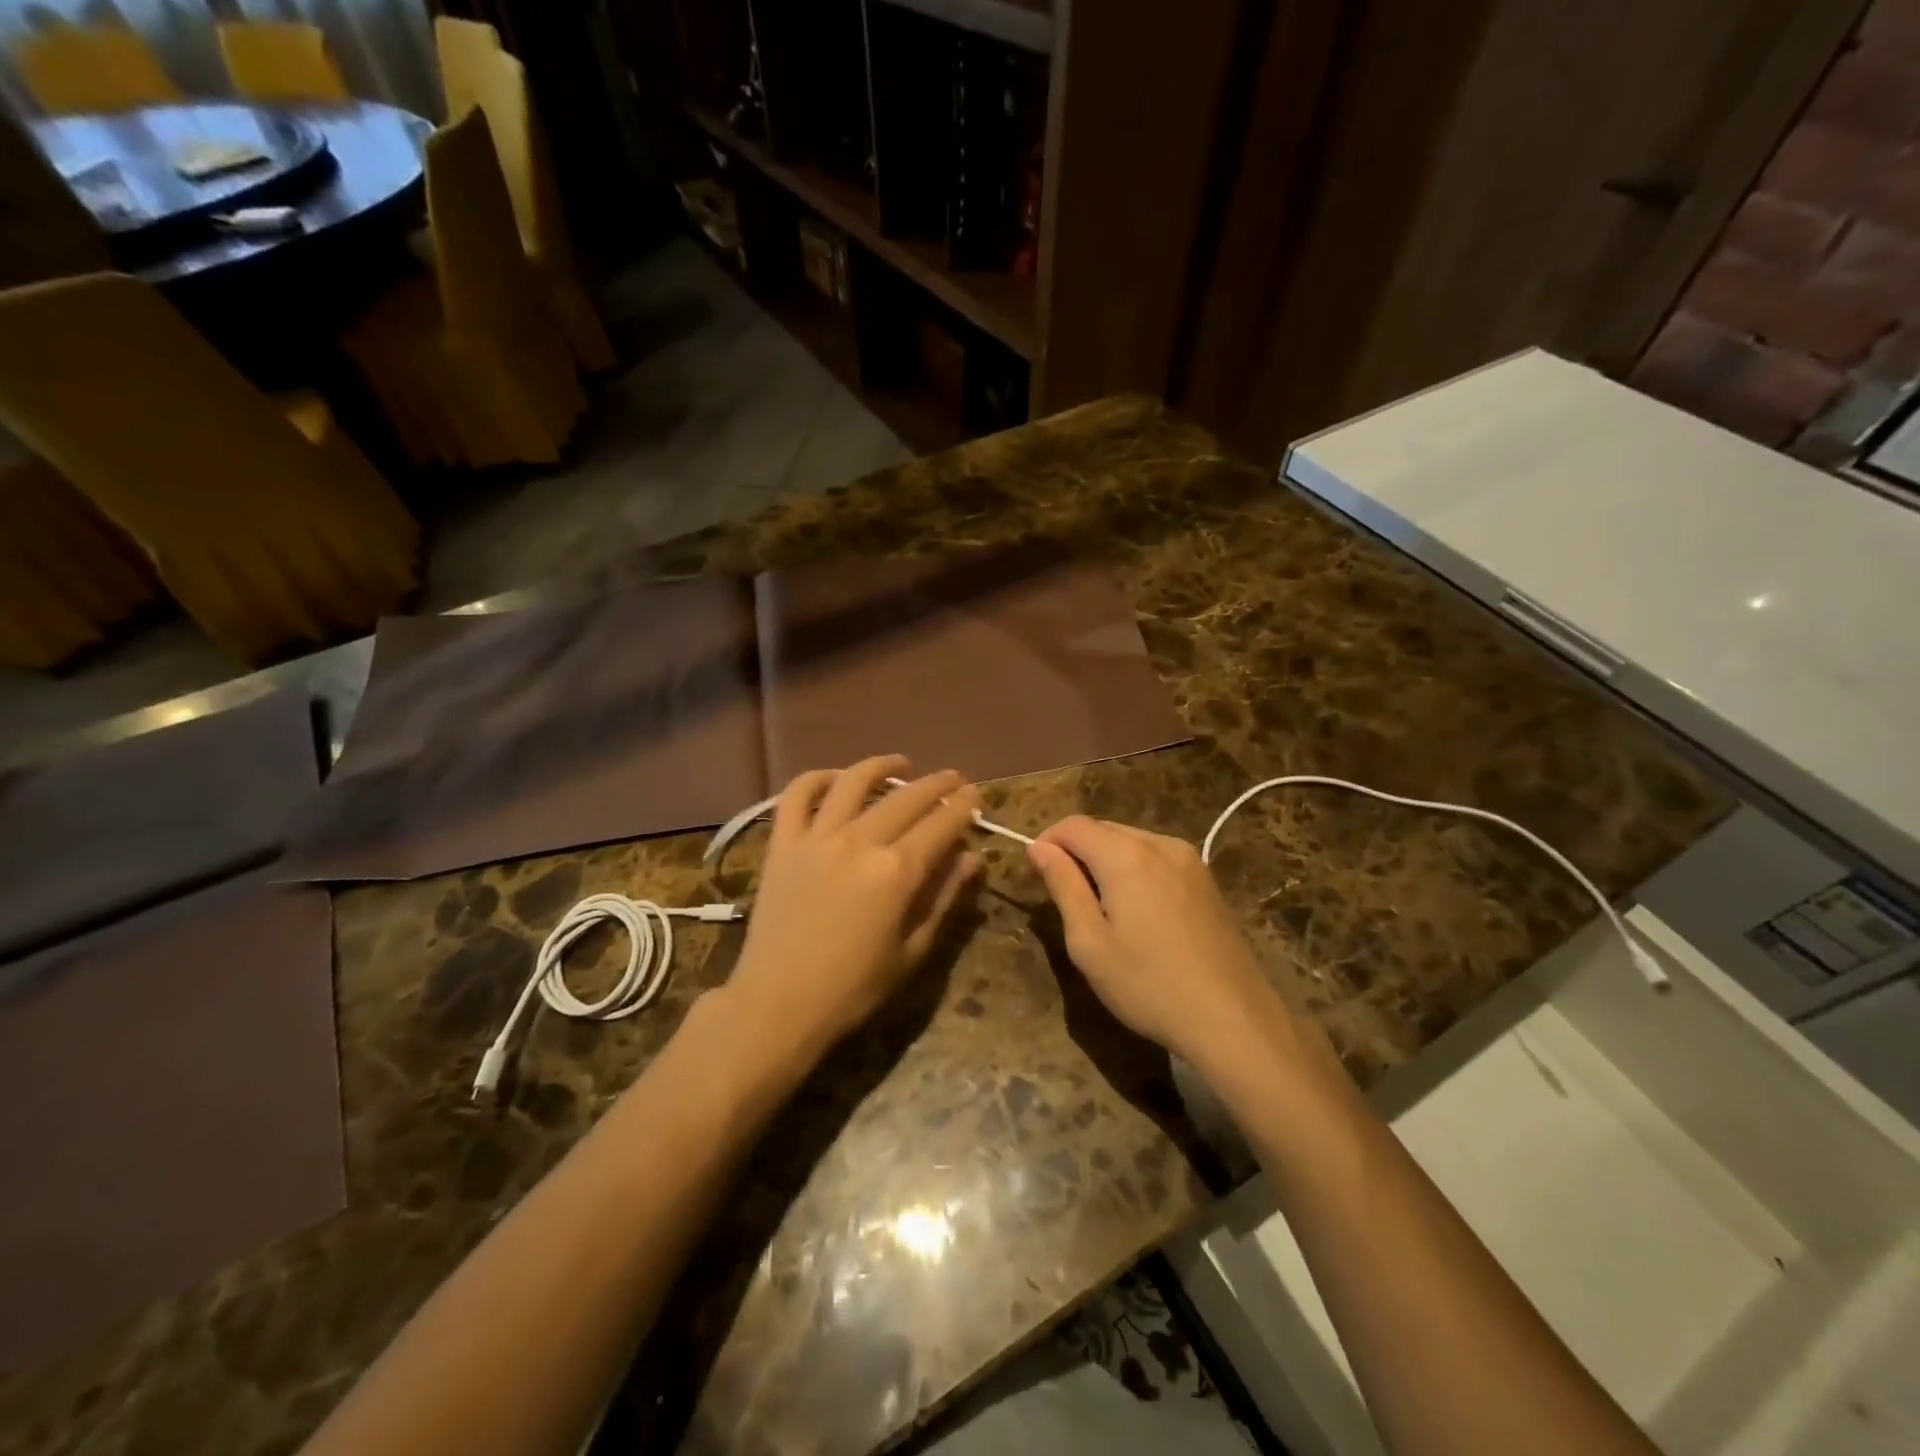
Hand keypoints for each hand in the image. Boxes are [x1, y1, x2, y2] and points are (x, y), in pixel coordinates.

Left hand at [726, 756, 980, 1060]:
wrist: (777, 1004)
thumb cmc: (853, 988)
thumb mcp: (912, 950)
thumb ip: (943, 898)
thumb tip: (972, 858)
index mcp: (896, 871)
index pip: (940, 824)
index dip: (963, 807)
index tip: (975, 796)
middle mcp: (859, 841)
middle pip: (906, 797)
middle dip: (936, 784)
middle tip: (953, 779)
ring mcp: (816, 837)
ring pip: (853, 782)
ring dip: (882, 766)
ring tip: (901, 765)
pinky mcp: (783, 843)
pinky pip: (797, 796)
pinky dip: (816, 778)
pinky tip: (835, 778)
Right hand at [1028, 816, 1279, 1065]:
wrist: (1233, 1019)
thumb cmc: (1148, 985)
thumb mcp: (1089, 941)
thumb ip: (1063, 885)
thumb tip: (1039, 847)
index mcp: (1126, 854)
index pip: (1073, 825)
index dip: (1047, 842)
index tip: (1036, 875)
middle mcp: (1159, 843)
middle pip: (1103, 829)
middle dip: (1077, 852)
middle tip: (1067, 900)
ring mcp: (1189, 859)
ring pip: (1131, 842)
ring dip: (1106, 862)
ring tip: (1102, 910)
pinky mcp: (1206, 880)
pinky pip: (1157, 858)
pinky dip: (1135, 871)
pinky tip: (1139, 914)